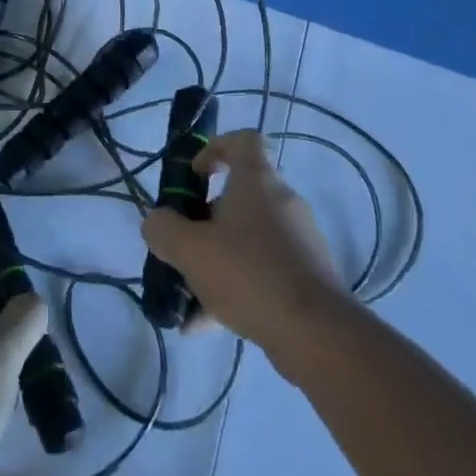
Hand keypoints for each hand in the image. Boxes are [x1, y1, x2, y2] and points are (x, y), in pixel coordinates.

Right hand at [141, 130, 345, 372]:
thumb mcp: (190, 250)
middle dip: (206, 219)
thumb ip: (163, 230)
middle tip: (184, 245)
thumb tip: (156, 223)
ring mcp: (300, 240)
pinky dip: (237, 288)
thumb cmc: (249, 273)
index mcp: (257, 180)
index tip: (195, 176)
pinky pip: (264, 271)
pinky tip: (208, 325)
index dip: (215, 148)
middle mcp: (282, 201)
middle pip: (240, 195)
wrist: (319, 335)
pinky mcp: (309, 277)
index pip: (243, 140)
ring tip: (189, 296)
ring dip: (218, 259)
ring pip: (249, 238)